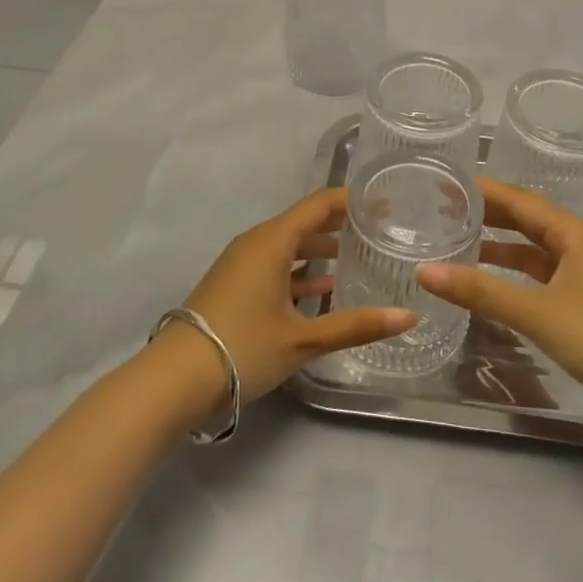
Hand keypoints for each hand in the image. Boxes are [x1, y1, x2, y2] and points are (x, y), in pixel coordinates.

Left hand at [174, 188, 415, 402]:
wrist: (173, 380)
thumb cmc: (242, 347)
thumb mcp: (303, 339)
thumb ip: (356, 325)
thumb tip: (409, 315)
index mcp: (273, 240)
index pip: (320, 204)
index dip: (353, 201)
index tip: (386, 203)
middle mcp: (257, 242)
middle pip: (306, 222)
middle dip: (342, 225)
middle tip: (380, 232)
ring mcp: (243, 264)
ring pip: (291, 246)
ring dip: (322, 250)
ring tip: (360, 259)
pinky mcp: (236, 285)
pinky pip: (276, 265)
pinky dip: (302, 271)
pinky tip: (325, 290)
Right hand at [417, 179, 582, 434]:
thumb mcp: (537, 312)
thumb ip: (481, 292)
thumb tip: (424, 271)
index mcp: (573, 234)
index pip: (520, 200)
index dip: (483, 191)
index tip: (447, 184)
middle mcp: (578, 246)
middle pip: (526, 221)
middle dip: (488, 215)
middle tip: (443, 211)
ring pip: (533, 251)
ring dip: (499, 247)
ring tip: (457, 244)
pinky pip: (540, 278)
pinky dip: (514, 276)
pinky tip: (490, 285)